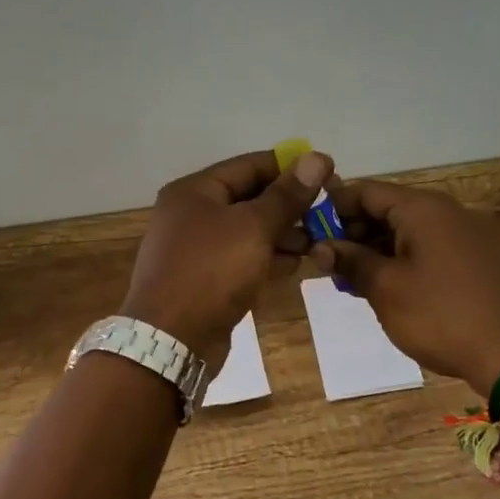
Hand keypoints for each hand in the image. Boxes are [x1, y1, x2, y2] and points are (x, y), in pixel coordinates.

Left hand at [121, 148, 333, 367]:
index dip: (290, 168)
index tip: (329, 175)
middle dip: (289, 206)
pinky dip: (266, 258)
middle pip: (249, 198)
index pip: (250, 165)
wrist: (170, 341)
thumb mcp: (253, 227)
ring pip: (248, 231)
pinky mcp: (204, 279)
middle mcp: (191, 213)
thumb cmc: (211, 272)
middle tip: (327, 214)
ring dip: (282, 234)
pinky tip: (295, 265)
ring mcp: (196, 249)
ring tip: (317, 241)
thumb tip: (318, 157)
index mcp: (195, 190)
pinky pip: (241, 258)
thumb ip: (287, 195)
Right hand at [314, 181, 499, 394]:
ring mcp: (470, 235)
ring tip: (355, 281)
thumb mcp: (386, 289)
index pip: (365, 191)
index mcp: (423, 209)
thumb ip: (351, 261)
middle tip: (330, 265)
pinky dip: (406, 260)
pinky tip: (392, 288)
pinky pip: (433, 248)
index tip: (310, 233)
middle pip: (389, 209)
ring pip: (411, 231)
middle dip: (355, 233)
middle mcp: (448, 211)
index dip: (333, 209)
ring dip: (379, 250)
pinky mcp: (482, 260)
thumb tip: (322, 246)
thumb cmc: (441, 315)